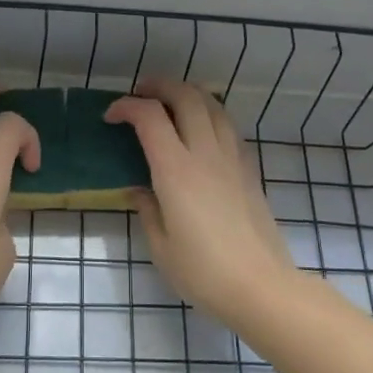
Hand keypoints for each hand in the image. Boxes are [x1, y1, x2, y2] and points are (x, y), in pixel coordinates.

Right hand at [106, 79, 295, 324]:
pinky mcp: (249, 170)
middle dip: (159, 86)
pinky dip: (209, 114)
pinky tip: (201, 130)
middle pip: (186, 97)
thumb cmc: (203, 273)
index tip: (110, 117)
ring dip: (188, 94)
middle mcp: (205, 154)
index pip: (149, 117)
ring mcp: (232, 159)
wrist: (261, 287)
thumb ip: (146, 210)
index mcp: (176, 171)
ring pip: (213, 105)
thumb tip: (139, 190)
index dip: (126, 107)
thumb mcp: (160, 247)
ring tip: (170, 103)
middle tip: (140, 93)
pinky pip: (228, 126)